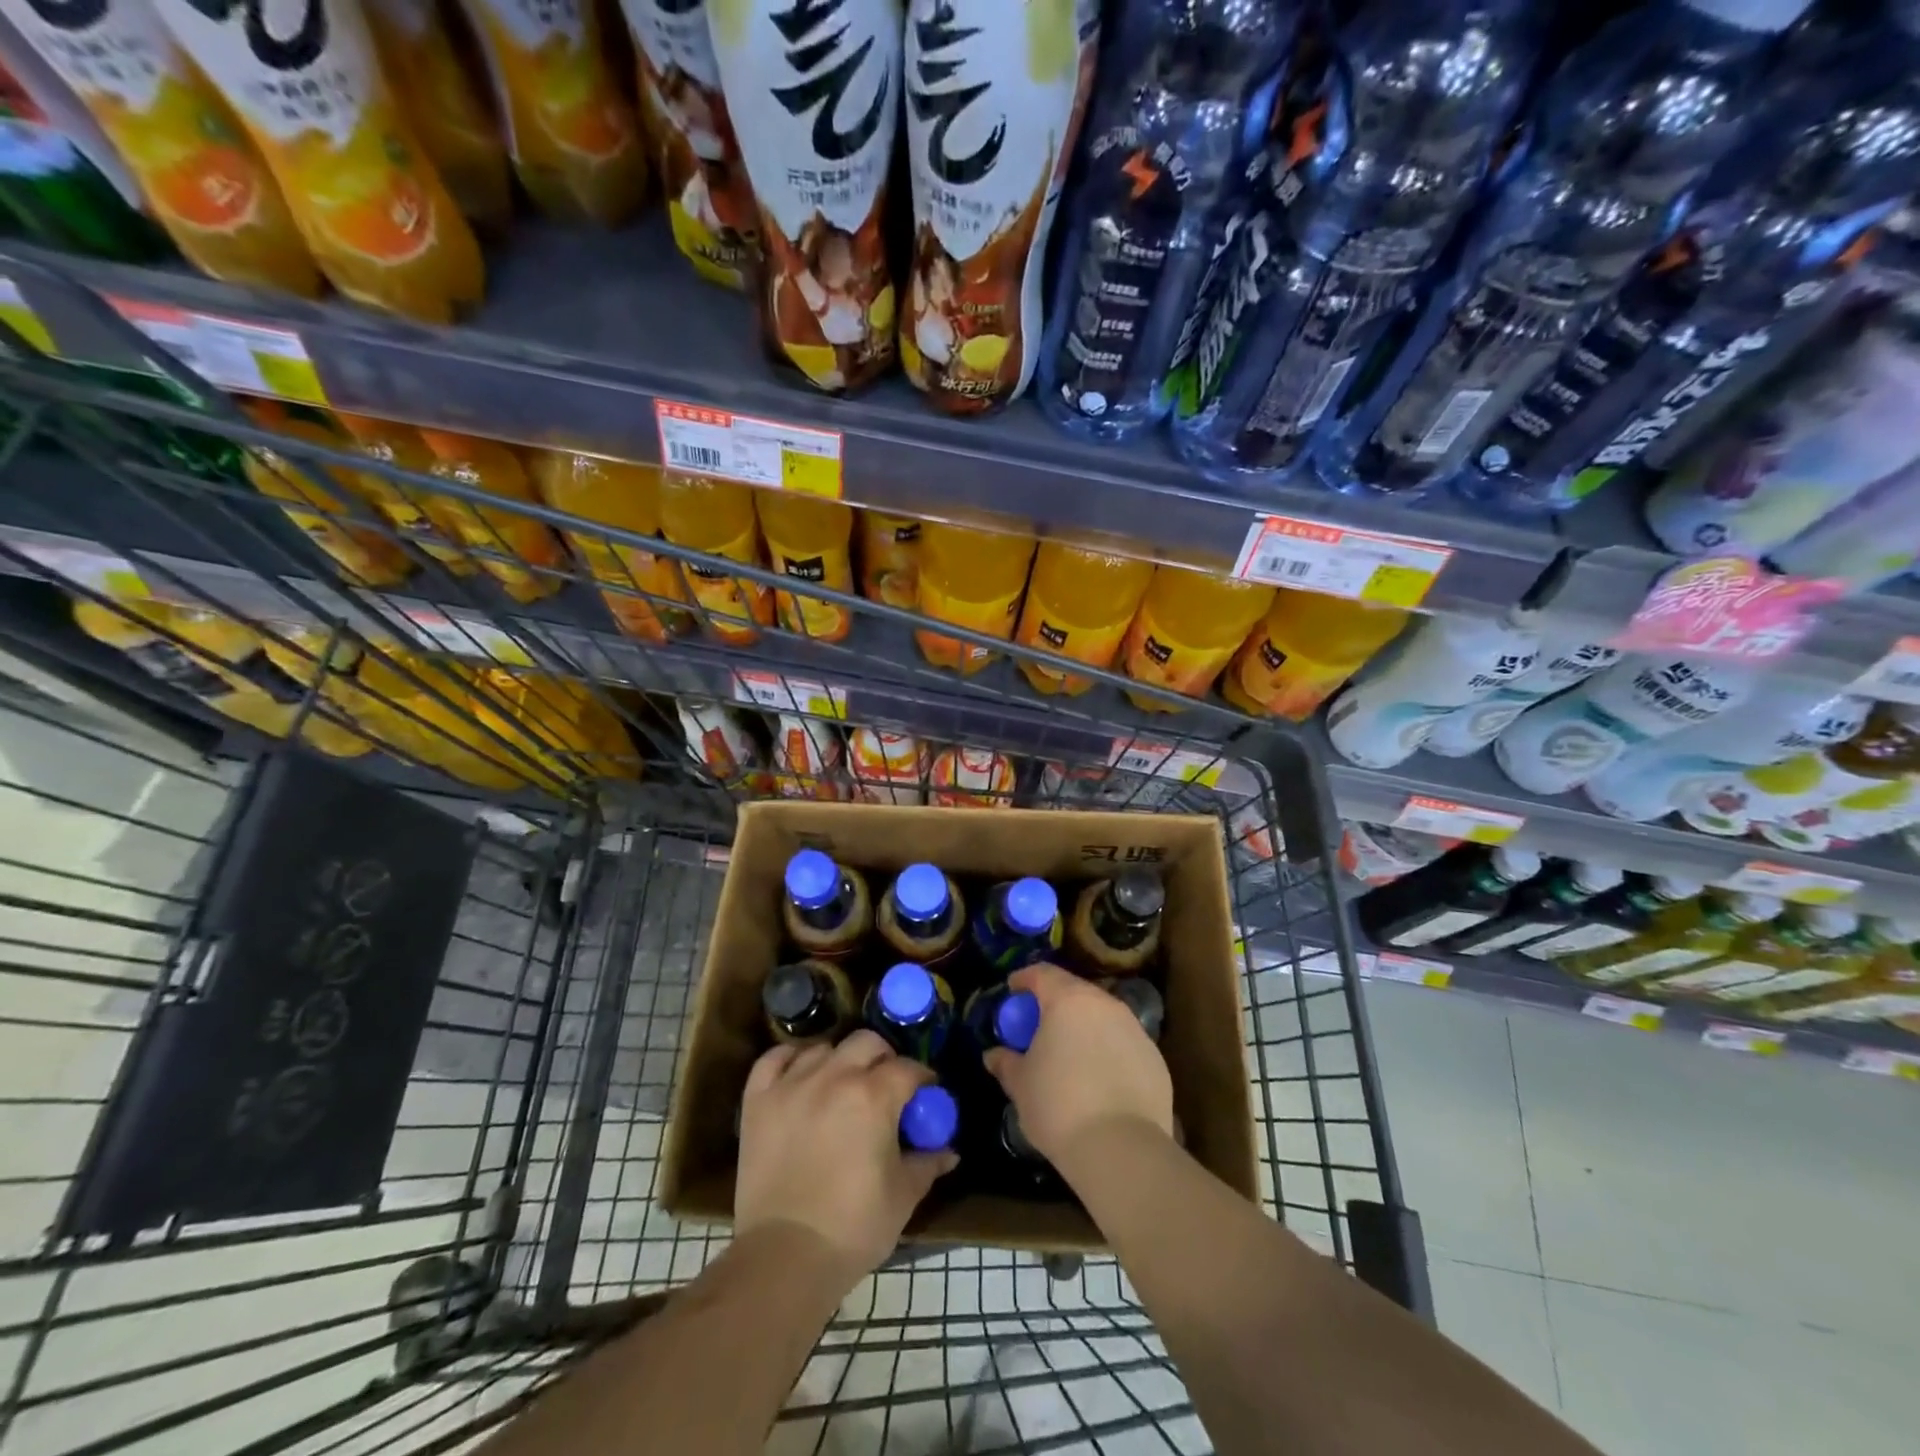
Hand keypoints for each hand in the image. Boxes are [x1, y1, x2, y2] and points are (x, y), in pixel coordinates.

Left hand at [735, 1030, 956, 1288]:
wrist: (784, 1258)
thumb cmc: (853, 1227)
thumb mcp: (902, 1196)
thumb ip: (927, 1163)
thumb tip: (949, 1151)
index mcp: (873, 1096)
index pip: (908, 1068)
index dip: (922, 1079)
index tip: (926, 1095)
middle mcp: (834, 1077)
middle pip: (867, 1042)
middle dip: (883, 1058)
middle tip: (886, 1086)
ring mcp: (792, 1084)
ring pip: (824, 1047)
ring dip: (840, 1060)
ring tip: (842, 1085)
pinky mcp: (758, 1100)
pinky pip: (774, 1058)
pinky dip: (790, 1059)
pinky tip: (800, 1074)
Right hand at [984, 963, 1173, 1170]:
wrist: (1122, 1150)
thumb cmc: (1059, 1106)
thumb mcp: (1021, 1085)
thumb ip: (1007, 1063)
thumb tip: (994, 1055)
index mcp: (1069, 1001)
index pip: (1043, 974)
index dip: (1025, 979)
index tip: (1013, 990)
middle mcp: (1105, 1005)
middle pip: (1076, 992)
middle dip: (1056, 1003)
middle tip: (1040, 1025)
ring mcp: (1135, 1030)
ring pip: (1103, 1017)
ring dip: (1085, 1027)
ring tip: (1071, 1054)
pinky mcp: (1156, 1059)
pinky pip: (1124, 1044)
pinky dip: (1108, 1052)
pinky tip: (1100, 1080)